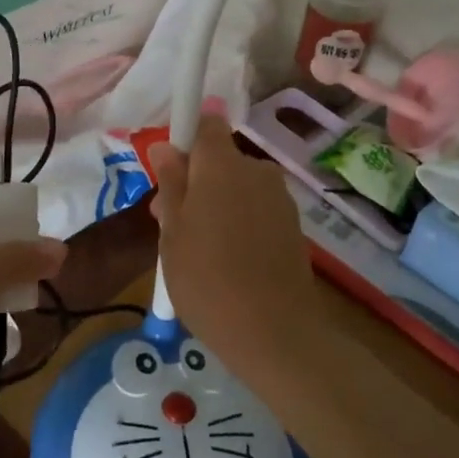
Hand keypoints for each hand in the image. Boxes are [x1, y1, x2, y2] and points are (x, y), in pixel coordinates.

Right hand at [150, 114, 322, 375]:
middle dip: (195, 181)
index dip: (184, 140)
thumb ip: (170, 183)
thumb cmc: (207, 279)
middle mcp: (256, 170)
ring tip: (198, 250)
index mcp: (222, 164)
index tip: (168, 174)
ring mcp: (279, 198)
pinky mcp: (293, 225)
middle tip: (170, 224)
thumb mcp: (172, 232)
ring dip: (217, 204)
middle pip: (220, 159)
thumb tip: (165, 145)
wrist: (274, 333)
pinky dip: (239, 222)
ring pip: (238, 186)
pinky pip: (256, 209)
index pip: (205, 124)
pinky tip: (228, 261)